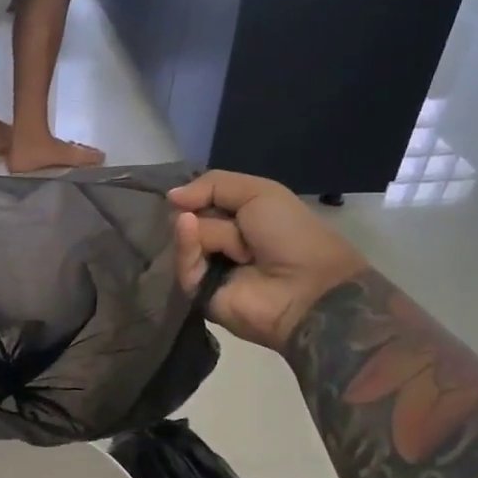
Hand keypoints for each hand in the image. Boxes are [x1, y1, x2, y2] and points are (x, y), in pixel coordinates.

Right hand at [169, 171, 367, 349]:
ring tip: (238, 247)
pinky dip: (186, 244)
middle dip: (204, 212)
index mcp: (240, 219)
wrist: (306, 288)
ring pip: (186, 237)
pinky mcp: (199, 292)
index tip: (191, 191)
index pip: (202, 200)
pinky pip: (184, 263)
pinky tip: (187, 227)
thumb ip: (213, 185)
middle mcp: (222, 241)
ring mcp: (209, 267)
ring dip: (208, 232)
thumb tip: (170, 196)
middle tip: (234, 222)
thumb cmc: (290, 234)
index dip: (197, 194)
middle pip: (191, 217)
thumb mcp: (259, 192)